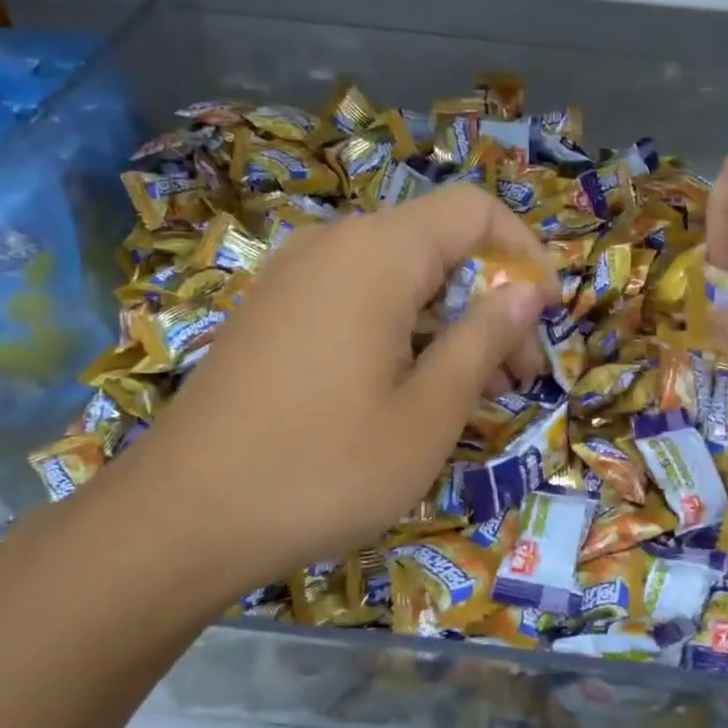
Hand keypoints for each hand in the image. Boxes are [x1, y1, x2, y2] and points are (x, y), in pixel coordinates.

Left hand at [36, 185, 550, 623]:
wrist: (183, 518)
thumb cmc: (325, 467)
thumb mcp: (428, 413)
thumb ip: (483, 339)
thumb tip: (523, 292)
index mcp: (376, 254)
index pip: (474, 209)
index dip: (525, 254)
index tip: (544, 320)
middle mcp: (331, 246)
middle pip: (437, 245)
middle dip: (490, 300)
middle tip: (515, 379)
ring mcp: (291, 279)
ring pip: (397, 277)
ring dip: (448, 322)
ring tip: (469, 393)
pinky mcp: (270, 316)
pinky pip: (355, 301)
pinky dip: (400, 331)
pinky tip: (407, 392)